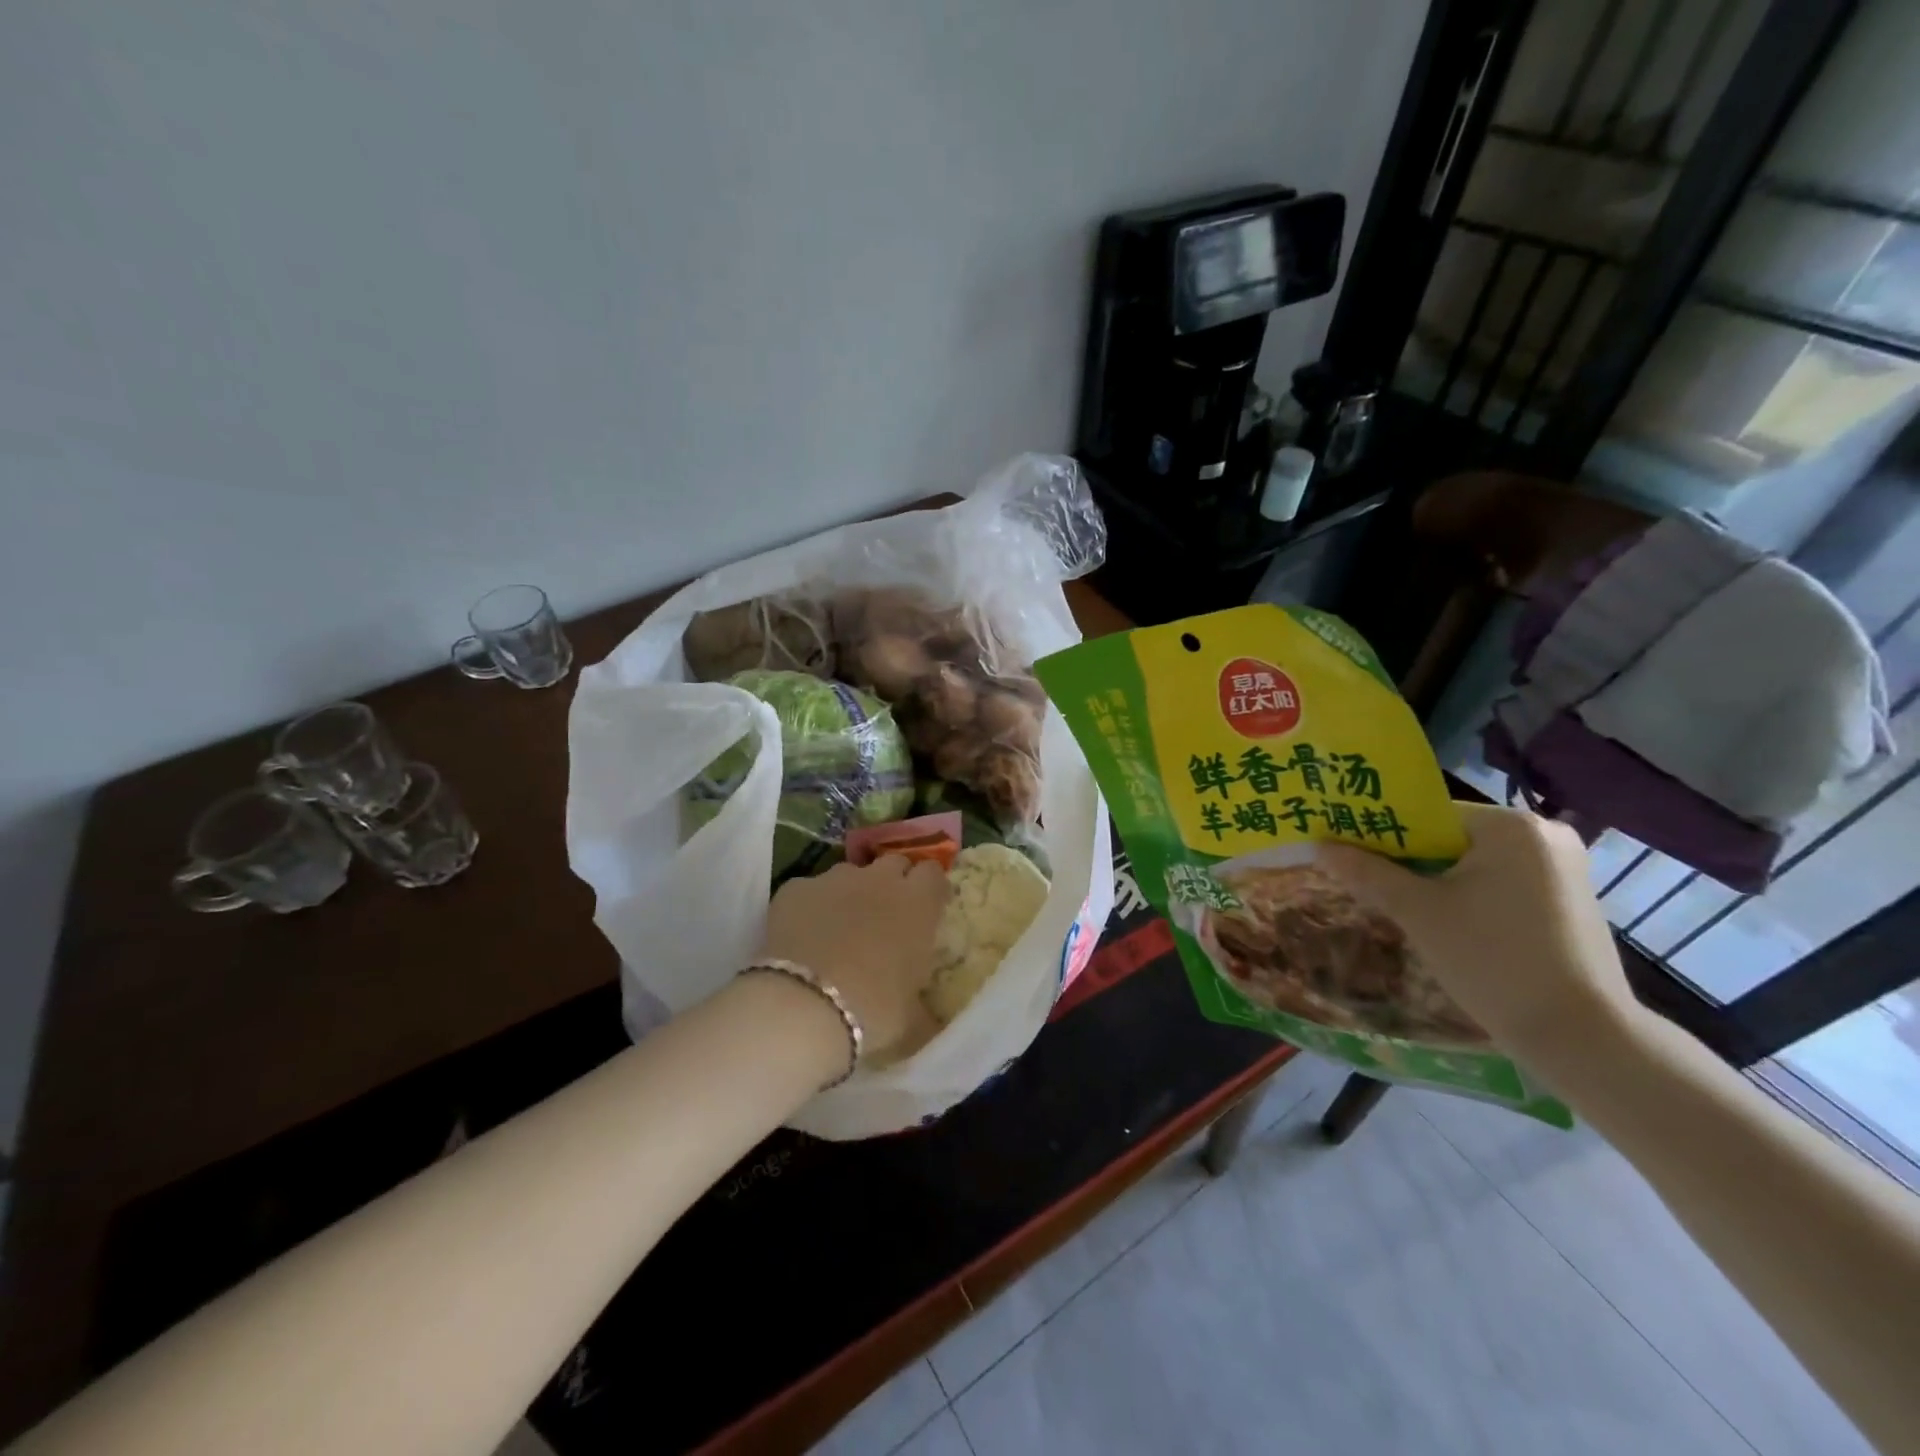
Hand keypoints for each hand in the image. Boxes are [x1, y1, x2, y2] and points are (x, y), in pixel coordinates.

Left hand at [761, 857, 948, 1060]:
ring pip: (850, 873)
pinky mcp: (796, 888)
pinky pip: (809, 890)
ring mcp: (835, 879)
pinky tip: (802, 936)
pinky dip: (810, 906)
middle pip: (893, 863)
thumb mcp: (912, 1016)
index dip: (929, 888)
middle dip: (893, 882)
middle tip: (886, 915)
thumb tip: (930, 1020)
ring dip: (851, 892)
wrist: (804, 1005)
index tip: (927, 908)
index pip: (933, 873)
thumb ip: (923, 1006)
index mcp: (918, 903)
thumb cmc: (874, 1010)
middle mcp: (880, 880)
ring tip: (840, 927)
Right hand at [1316, 802, 1637, 1066]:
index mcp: (1509, 825)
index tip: (1345, 851)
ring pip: (1471, 861)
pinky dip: (1464, 895)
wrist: (1581, 1037)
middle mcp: (1542, 834)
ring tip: (1395, 902)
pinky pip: (1497, 882)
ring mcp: (1561, 868)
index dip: (1379, 832)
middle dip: (1405, 858)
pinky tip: (1441, 922)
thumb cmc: (1492, 960)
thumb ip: (1367, 872)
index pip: (1425, 814)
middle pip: (1448, 836)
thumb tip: (1320, 845)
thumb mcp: (1418, 912)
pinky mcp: (1566, 900)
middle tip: (1362, 878)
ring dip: (1432, 879)